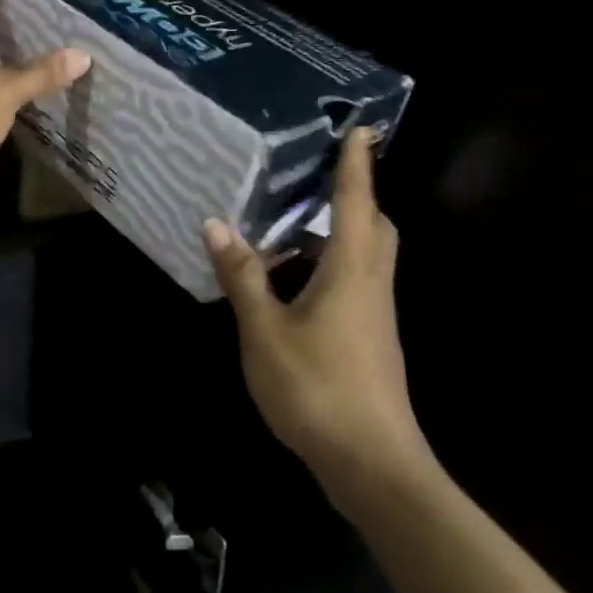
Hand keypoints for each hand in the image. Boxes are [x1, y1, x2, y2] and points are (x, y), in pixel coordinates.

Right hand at [203, 127, 430, 489]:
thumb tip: (217, 224)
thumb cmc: (317, 388)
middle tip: (315, 178)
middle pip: (373, 226)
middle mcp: (371, 284)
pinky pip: (354, 283)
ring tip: (289, 226)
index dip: (357, 164)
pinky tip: (291, 284)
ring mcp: (375, 315)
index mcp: (351, 270)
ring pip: (365, 257)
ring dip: (336, 234)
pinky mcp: (370, 339)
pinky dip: (328, 267)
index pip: (356, 202)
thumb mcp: (265, 330)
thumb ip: (243, 276)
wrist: (373, 464)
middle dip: (353, 196)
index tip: (362, 128)